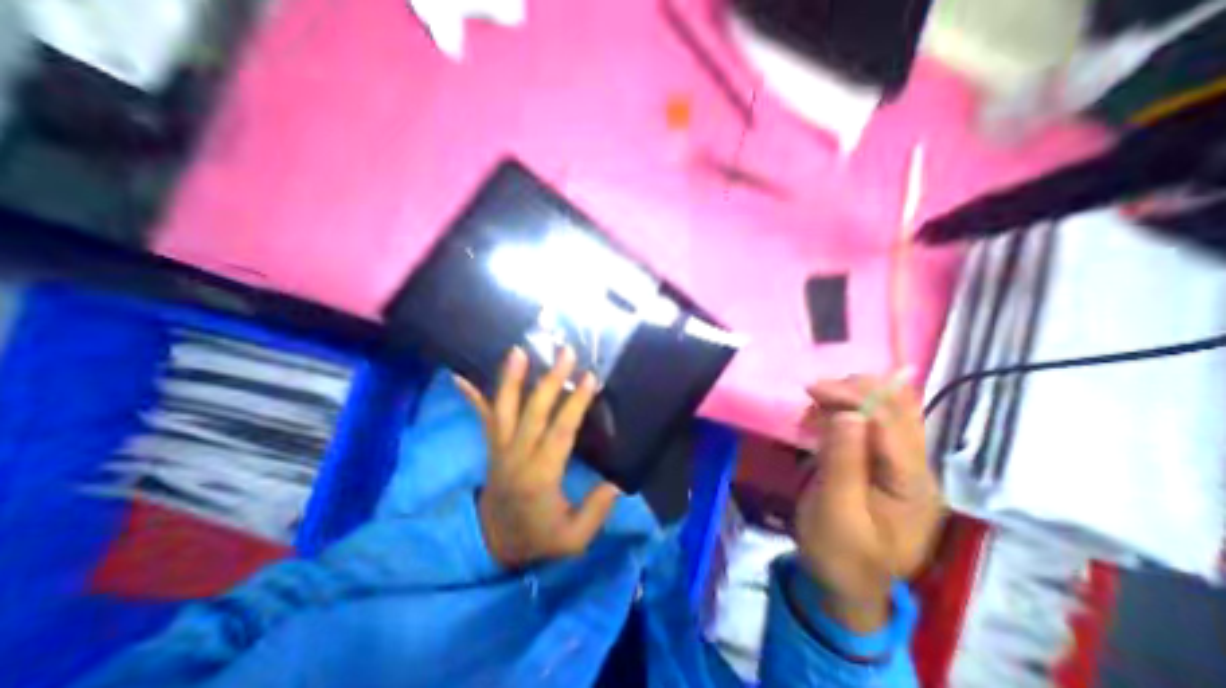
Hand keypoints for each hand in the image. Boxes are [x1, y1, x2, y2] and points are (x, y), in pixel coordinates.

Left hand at [452, 347, 618, 565]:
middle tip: (565, 352)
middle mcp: (516, 456)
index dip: (575, 403)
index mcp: (540, 476)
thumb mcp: (573, 539)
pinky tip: (458, 376)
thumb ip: (595, 511)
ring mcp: (499, 449)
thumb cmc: (538, 537)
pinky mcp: (491, 446)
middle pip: (533, 412)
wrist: (496, 543)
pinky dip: (471, 396)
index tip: (590, 378)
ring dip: (510, 379)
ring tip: (517, 351)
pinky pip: (482, 418)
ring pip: (503, 409)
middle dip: (550, 380)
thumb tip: (616, 483)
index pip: (560, 431)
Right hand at [797, 375, 945, 634]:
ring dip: (851, 399)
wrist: (845, 583)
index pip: (891, 422)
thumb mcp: (836, 512)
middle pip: (898, 410)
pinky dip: (847, 411)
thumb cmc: (838, 553)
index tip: (811, 389)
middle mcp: (916, 469)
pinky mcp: (883, 465)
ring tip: (816, 403)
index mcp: (913, 484)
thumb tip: (849, 413)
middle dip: (856, 391)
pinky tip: (824, 416)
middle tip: (814, 391)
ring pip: (887, 412)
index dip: (854, 397)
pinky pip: (871, 425)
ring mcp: (902, 466)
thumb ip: (843, 462)